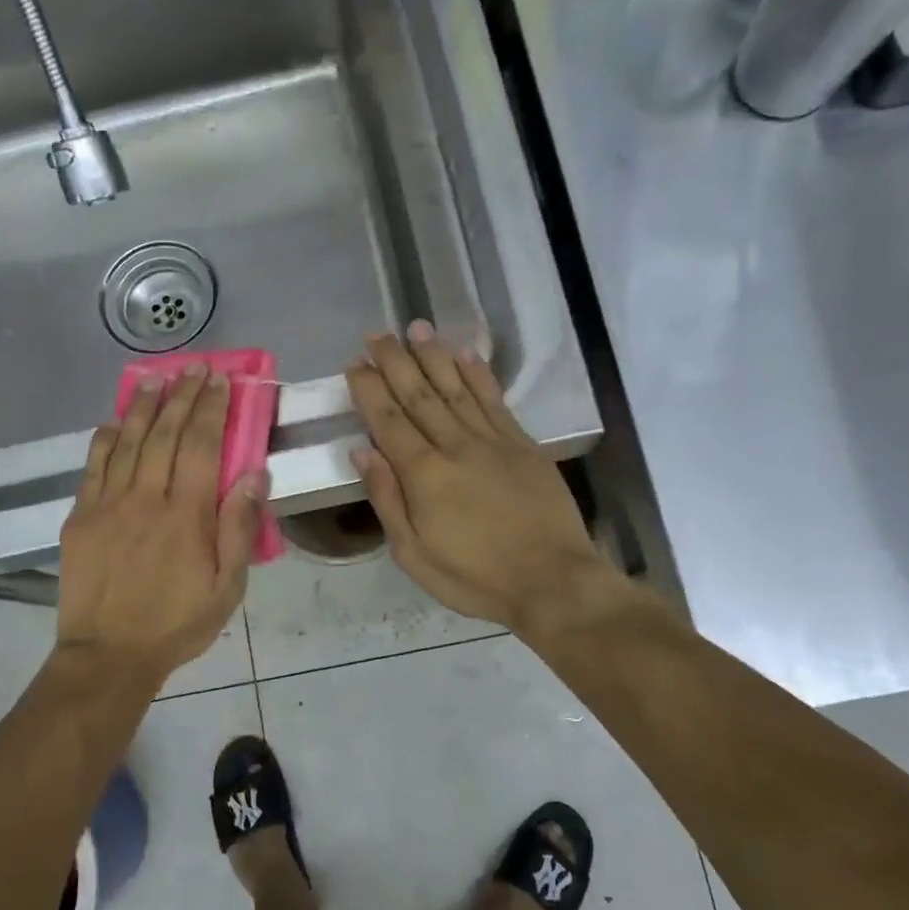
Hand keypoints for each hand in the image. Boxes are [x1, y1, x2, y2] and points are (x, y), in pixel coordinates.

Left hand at [57, 368, 266, 681]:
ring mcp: (107, 505)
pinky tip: (114, 422)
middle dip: (182, 396)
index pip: (201, 446)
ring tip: (157, 380)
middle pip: (164, 434)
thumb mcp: (227, 587)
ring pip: (126, 442)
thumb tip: (253, 475)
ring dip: (143, 407)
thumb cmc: (177, 623)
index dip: (211, 408)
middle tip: (194, 368)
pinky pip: (93, 467)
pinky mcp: (80, 517)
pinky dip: (104, 439)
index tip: (220, 380)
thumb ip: (239, 529)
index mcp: (186, 516)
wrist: (108, 655)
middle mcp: (146, 499)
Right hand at [346, 323, 618, 635]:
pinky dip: (479, 374)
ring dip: (434, 356)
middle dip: (395, 361)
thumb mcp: (414, 556)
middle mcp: (455, 445)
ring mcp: (493, 441)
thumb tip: (362, 452)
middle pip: (419, 394)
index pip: (388, 420)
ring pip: (456, 388)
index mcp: (424, 475)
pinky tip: (466, 354)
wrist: (553, 581)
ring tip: (416, 328)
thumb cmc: (476, 578)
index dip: (370, 389)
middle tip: (377, 335)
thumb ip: (388, 500)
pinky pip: (495, 400)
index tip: (356, 363)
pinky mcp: (523, 444)